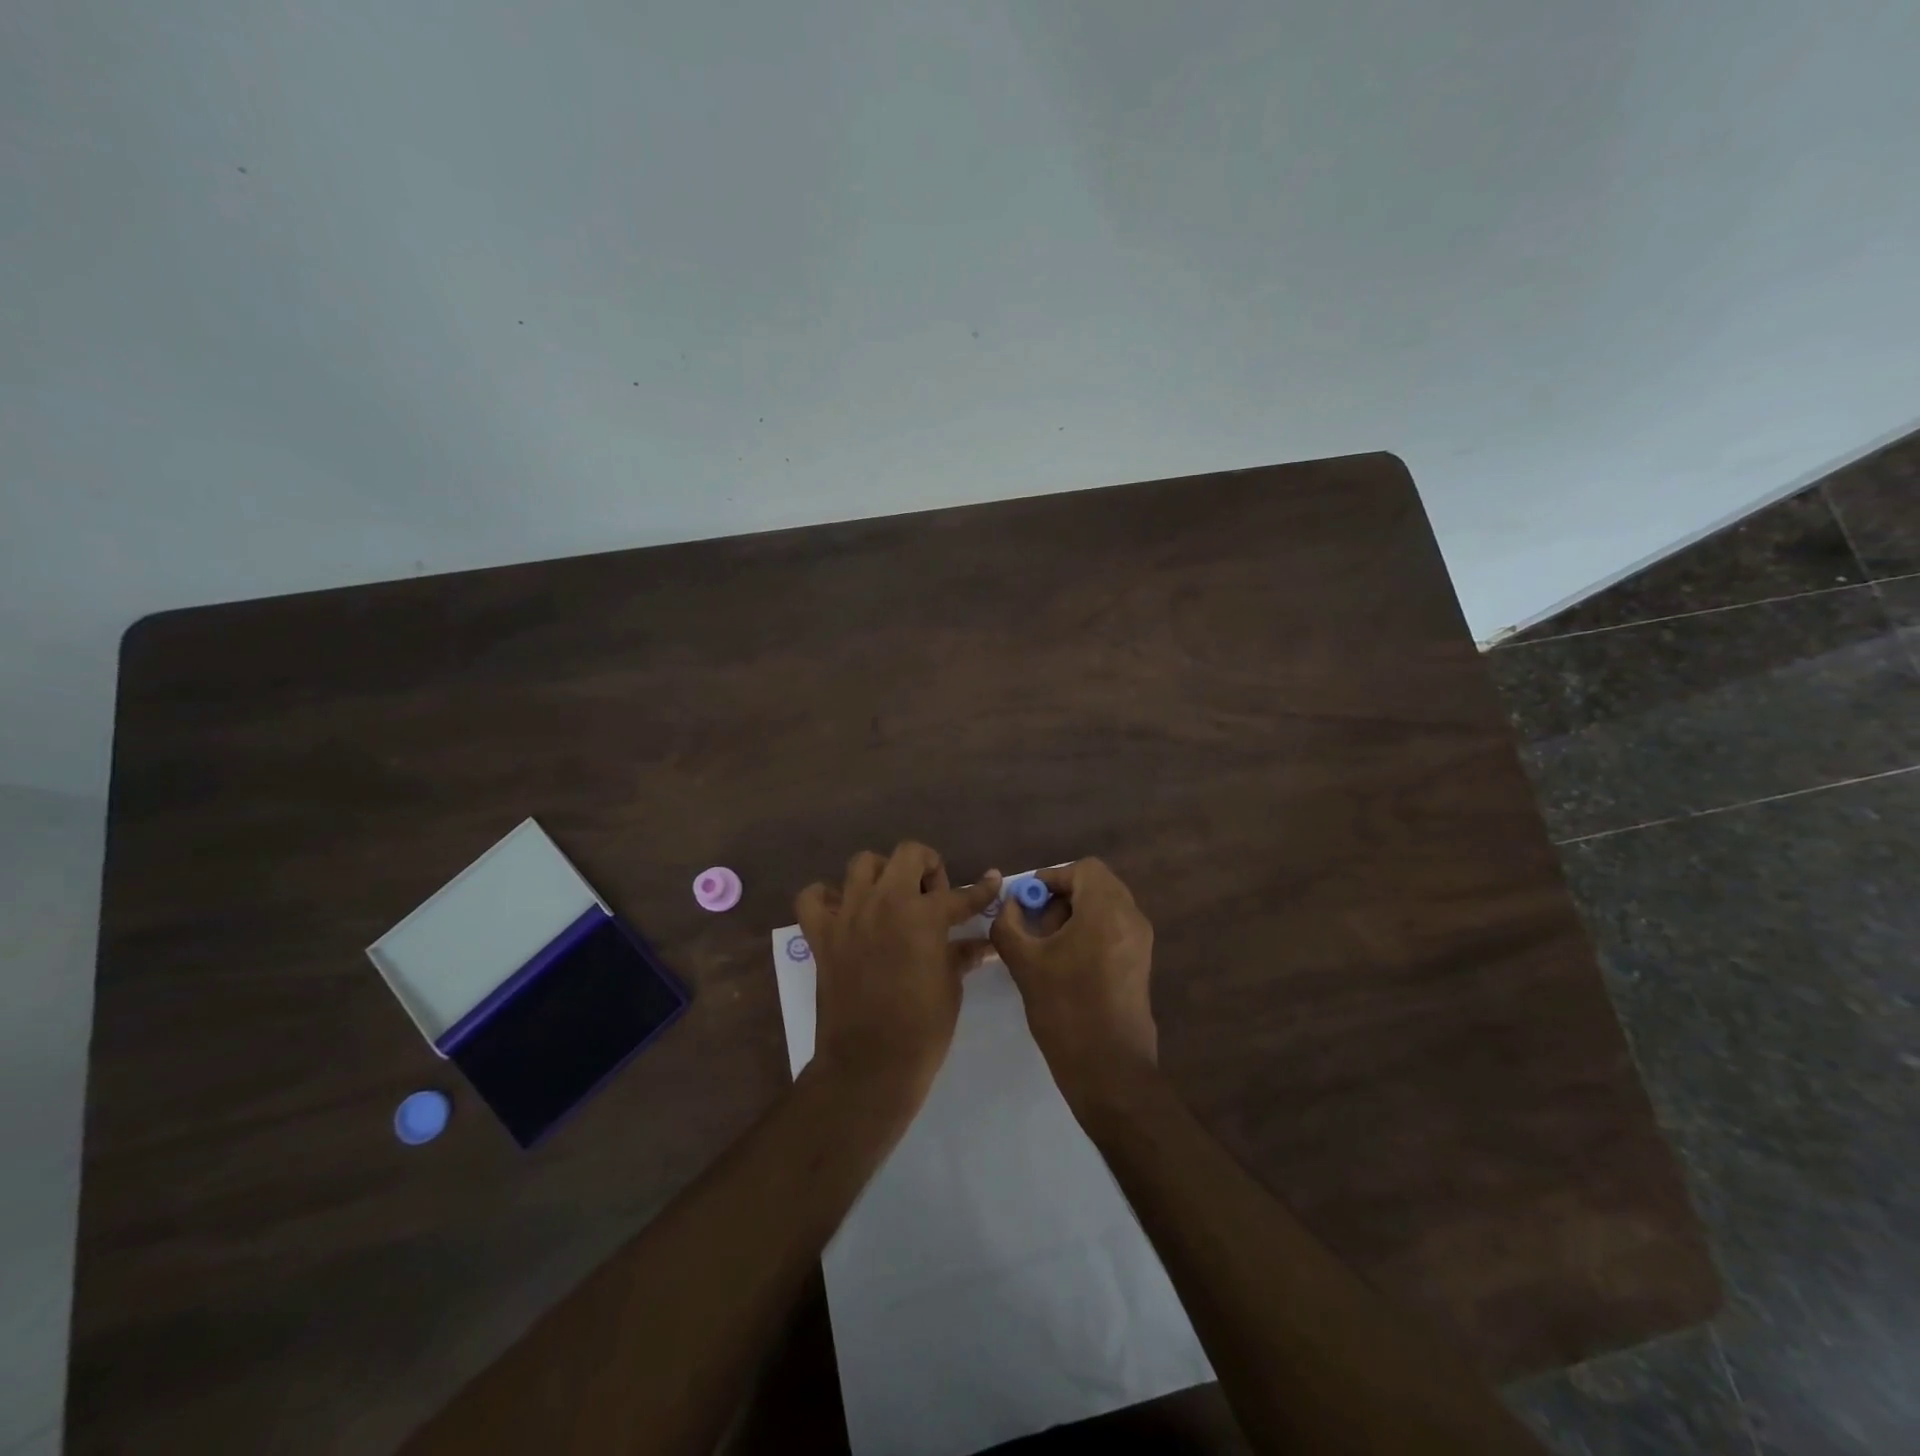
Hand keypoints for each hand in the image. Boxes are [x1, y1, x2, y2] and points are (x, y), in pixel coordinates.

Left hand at [796, 843, 1001, 1111]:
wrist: (869, 1066)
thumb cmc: (922, 1029)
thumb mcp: (951, 987)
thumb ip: (961, 955)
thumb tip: (981, 944)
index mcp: (924, 916)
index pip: (961, 894)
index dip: (982, 890)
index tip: (992, 880)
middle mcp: (885, 903)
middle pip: (908, 853)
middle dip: (927, 867)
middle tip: (932, 897)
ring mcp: (849, 915)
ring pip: (862, 864)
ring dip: (881, 875)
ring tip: (890, 899)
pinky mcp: (822, 935)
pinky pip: (813, 897)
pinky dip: (827, 897)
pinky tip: (844, 912)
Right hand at [989, 858, 1157, 1112]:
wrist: (1109, 1069)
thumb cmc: (1065, 1009)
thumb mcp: (1025, 963)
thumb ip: (1009, 925)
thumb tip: (1008, 906)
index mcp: (1107, 910)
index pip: (1084, 869)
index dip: (1053, 877)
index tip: (1029, 900)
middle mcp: (1131, 918)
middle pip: (1097, 885)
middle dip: (1063, 896)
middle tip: (1037, 922)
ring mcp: (1141, 942)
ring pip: (1106, 907)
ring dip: (1076, 914)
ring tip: (1048, 945)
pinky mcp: (1141, 964)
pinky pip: (1114, 929)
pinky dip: (1090, 931)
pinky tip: (1067, 962)